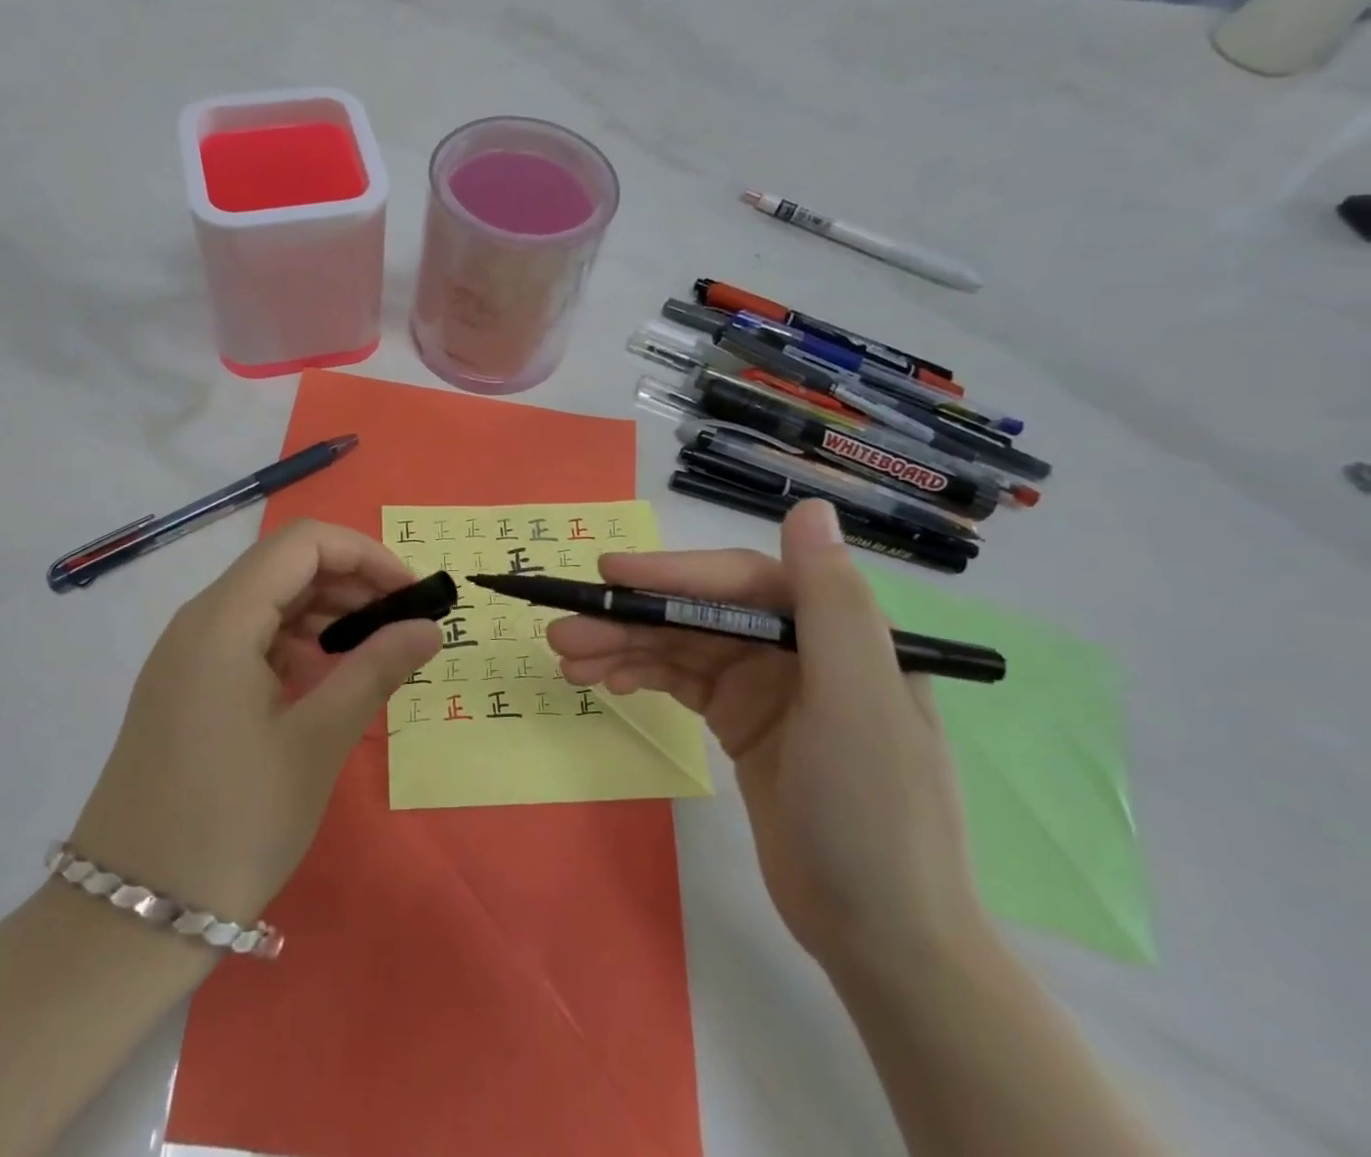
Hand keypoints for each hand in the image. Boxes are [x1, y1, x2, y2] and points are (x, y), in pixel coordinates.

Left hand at [71, 520, 440, 927]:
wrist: (129, 918)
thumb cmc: (232, 823)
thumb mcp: (316, 743)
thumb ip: (375, 670)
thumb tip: (428, 627)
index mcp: (223, 619)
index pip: (303, 542)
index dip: (364, 554)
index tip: (410, 593)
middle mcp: (199, 622)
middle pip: (284, 567)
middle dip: (350, 582)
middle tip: (402, 624)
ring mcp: (187, 657)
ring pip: (266, 603)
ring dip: (324, 613)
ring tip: (373, 653)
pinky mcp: (185, 689)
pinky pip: (248, 640)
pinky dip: (294, 644)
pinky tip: (323, 680)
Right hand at [546, 500, 986, 974]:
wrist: (881, 938)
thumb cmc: (873, 814)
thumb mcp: (858, 704)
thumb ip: (833, 604)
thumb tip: (810, 507)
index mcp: (833, 629)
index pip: (740, 581)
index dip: (672, 572)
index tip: (609, 573)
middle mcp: (797, 645)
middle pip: (699, 613)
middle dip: (631, 618)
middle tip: (563, 631)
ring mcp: (766, 685)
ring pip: (681, 645)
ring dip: (623, 647)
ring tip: (566, 660)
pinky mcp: (740, 721)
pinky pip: (680, 680)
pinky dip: (641, 674)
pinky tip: (604, 680)